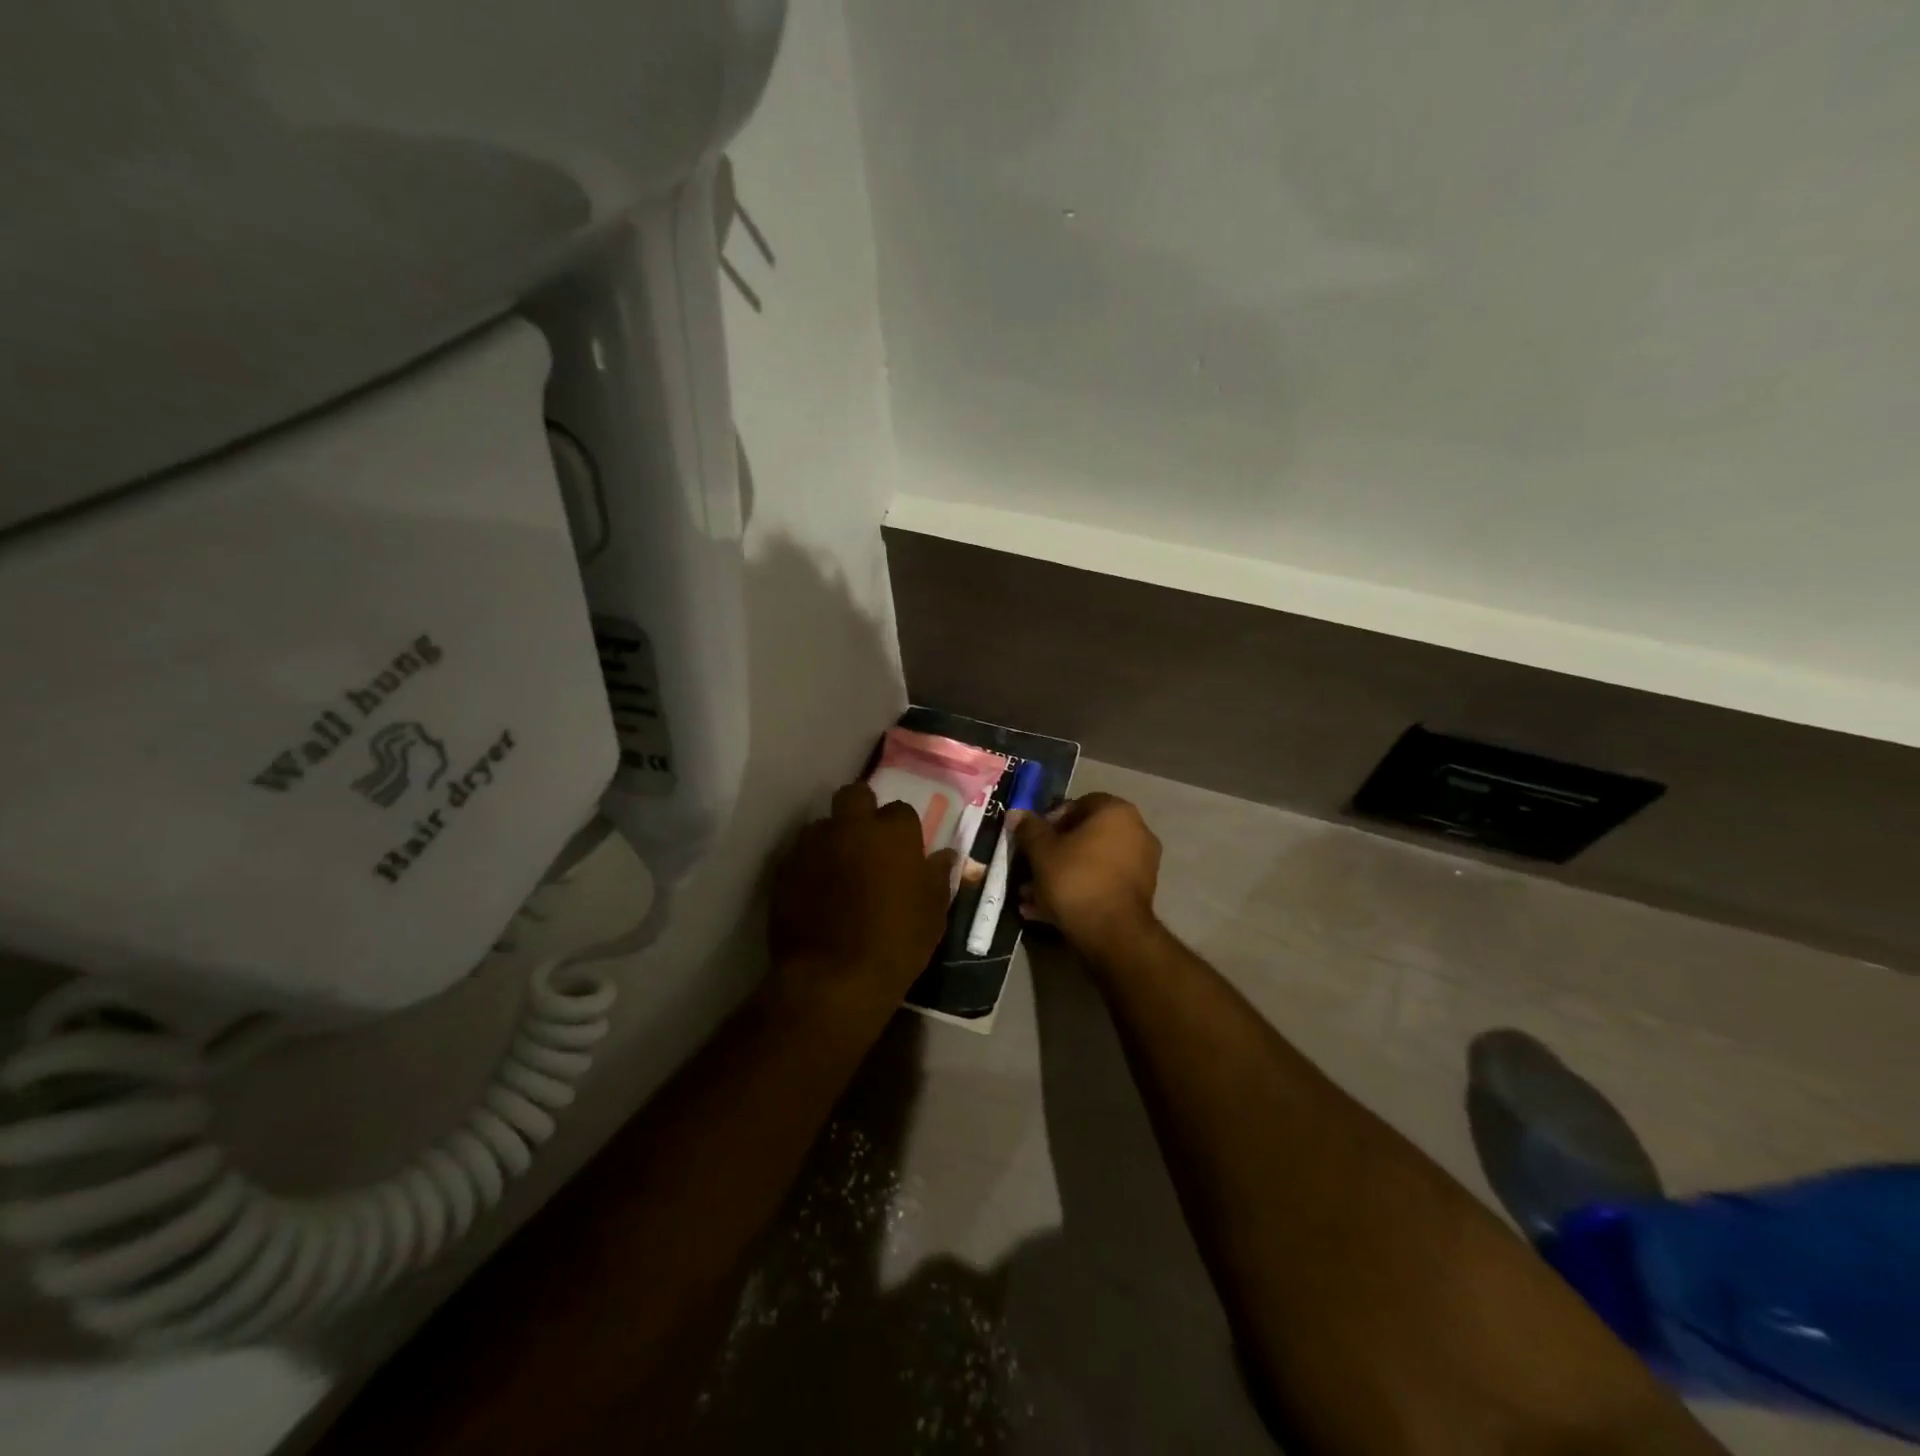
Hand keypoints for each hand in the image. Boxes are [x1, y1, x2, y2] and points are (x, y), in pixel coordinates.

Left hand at [768, 781, 956, 1024]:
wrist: (833, 979)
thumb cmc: (895, 945)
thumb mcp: (932, 915)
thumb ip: (937, 876)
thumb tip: (944, 855)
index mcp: (892, 833)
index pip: (901, 810)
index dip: (902, 830)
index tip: (903, 851)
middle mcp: (850, 827)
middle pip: (855, 795)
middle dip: (862, 809)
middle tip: (868, 841)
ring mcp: (813, 845)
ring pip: (823, 824)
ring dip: (833, 837)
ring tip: (838, 868)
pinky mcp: (784, 868)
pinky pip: (799, 854)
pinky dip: (809, 864)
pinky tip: (815, 890)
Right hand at [1011, 793, 1160, 950]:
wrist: (1112, 933)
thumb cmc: (1075, 879)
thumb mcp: (1042, 852)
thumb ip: (1029, 829)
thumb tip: (1016, 813)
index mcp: (1116, 812)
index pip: (1079, 804)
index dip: (1051, 819)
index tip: (1033, 839)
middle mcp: (1136, 831)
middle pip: (1085, 836)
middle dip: (1054, 852)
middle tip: (1031, 868)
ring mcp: (1142, 863)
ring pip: (1091, 863)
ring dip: (1062, 875)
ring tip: (1032, 896)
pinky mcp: (1139, 893)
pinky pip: (1102, 883)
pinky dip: (1079, 891)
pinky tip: (1048, 911)